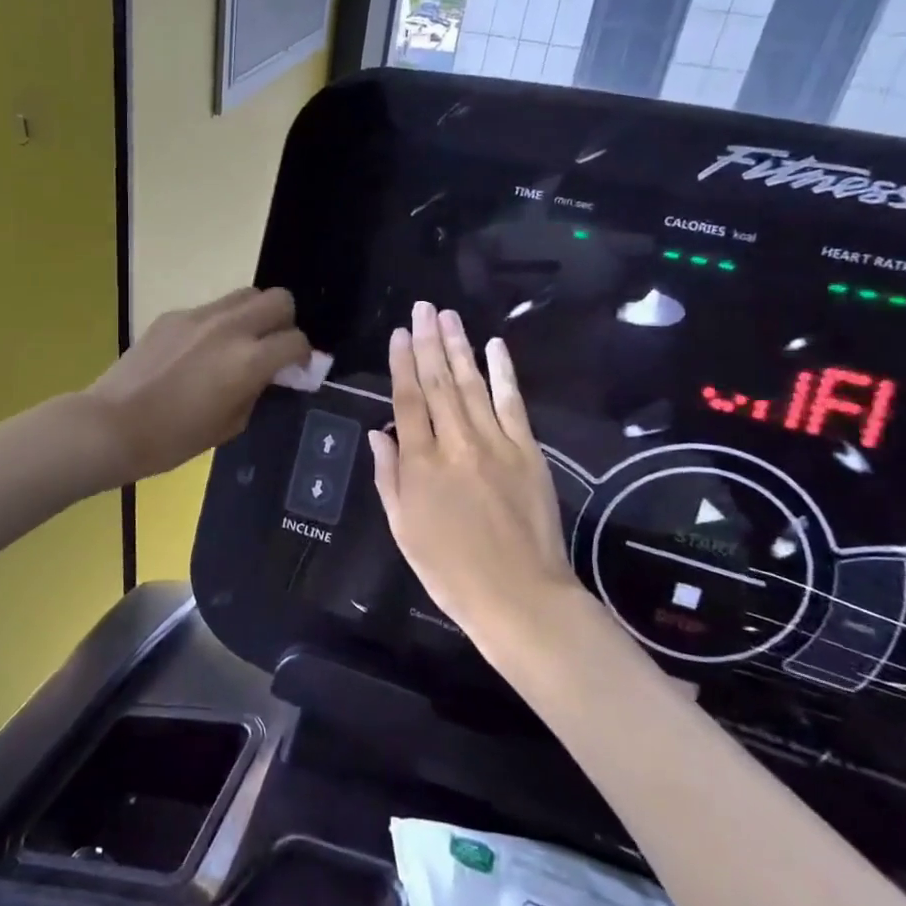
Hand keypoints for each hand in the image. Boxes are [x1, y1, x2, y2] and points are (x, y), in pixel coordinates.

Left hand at [84, 287, 311, 483]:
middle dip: (284, 322)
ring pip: (245, 294)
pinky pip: (210, 309)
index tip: (294, 370)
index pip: (296, 341)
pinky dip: (218, 324)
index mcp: (249, 360)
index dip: (302, 356)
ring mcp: (199, 316)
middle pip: (278, 299)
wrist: (112, 425)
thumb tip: (269, 375)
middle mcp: (230, 327)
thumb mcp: (230, 425)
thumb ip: (257, 391)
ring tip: (239, 343)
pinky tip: (198, 353)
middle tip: (271, 348)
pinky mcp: (173, 315)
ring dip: (253, 315)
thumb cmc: (173, 439)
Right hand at [370, 302, 578, 642]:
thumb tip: (378, 434)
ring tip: (448, 316)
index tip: (399, 334)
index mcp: (420, 464)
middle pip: (438, 382)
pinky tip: (495, 347)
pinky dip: (503, 373)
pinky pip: (512, 403)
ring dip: (459, 346)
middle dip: (429, 341)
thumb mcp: (403, 529)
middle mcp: (455, 443)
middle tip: (423, 308)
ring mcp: (495, 443)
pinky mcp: (528, 451)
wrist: (520, 596)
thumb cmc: (450, 570)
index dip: (402, 364)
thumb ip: (389, 477)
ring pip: (472, 384)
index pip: (407, 401)